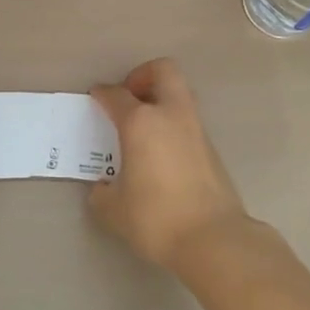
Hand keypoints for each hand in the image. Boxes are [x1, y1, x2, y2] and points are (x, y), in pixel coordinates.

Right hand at [88, 58, 249, 270]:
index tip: (96, 97)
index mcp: (141, 122)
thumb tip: (102, 188)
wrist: (213, 238)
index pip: (117, 95)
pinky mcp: (212, 147)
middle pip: (163, 71)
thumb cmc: (156, 218)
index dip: (103, 93)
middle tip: (129, 98)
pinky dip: (173, 124)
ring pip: (180, 94)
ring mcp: (196, 128)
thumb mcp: (115, 210)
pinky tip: (162, 152)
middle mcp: (171, 115)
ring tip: (144, 127)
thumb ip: (103, 194)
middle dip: (143, 76)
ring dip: (162, 99)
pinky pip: (188, 120)